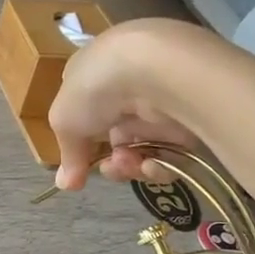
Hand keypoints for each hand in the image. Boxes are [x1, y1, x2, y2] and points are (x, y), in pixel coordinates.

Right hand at [49, 20, 206, 191]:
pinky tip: (151, 164)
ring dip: (130, 166)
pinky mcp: (189, 119)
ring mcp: (161, 102)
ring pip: (142, 149)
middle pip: (115, 138)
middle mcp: (129, 85)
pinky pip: (170, 153)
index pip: (87, 111)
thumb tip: (66, 184)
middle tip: (108, 167)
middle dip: (109, 161)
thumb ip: (67, 155)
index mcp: (96, 72)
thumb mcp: (64, 120)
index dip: (82, 141)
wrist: (157, 69)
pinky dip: (158, 165)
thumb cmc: (97, 86)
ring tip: (129, 164)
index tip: (79, 163)